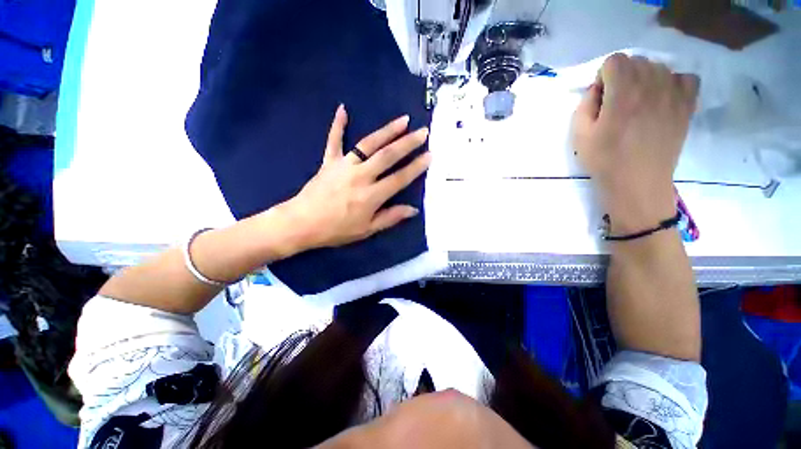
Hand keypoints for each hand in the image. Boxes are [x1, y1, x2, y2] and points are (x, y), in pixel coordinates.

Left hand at [277, 105, 431, 251]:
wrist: (302, 223)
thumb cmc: (337, 230)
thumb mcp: (367, 230)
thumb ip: (390, 217)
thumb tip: (413, 210)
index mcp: (371, 196)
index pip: (399, 178)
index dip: (416, 167)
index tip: (430, 155)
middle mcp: (361, 176)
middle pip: (388, 156)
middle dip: (408, 143)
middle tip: (423, 132)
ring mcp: (344, 166)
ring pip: (368, 144)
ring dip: (387, 131)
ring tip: (403, 120)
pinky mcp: (329, 161)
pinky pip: (334, 140)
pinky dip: (338, 125)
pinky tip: (343, 109)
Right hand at [571, 54, 698, 233]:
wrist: (637, 183)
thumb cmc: (603, 160)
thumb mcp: (579, 134)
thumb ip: (585, 104)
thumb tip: (598, 88)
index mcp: (622, 94)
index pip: (615, 60)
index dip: (604, 76)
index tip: (602, 97)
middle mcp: (651, 86)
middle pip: (637, 60)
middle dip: (623, 76)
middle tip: (618, 101)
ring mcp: (674, 94)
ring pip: (659, 67)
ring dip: (645, 79)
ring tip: (639, 102)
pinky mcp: (687, 106)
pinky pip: (686, 78)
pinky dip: (674, 82)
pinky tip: (663, 99)